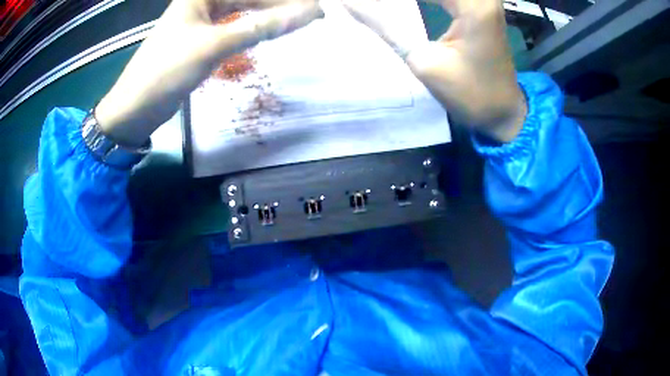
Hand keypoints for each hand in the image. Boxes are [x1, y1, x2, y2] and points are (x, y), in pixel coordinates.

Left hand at [97, 0, 322, 146]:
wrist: (135, 108)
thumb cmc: (166, 72)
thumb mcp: (214, 45)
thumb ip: (262, 27)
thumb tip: (309, 12)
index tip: (316, 7)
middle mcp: (202, 1)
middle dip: (279, 5)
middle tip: (313, 15)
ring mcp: (202, 19)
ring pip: (243, 10)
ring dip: (269, 15)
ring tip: (297, 22)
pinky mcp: (202, 38)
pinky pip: (235, 25)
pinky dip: (253, 28)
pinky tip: (270, 31)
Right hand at [343, 0, 525, 142]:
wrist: (503, 111)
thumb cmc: (470, 94)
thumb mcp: (423, 62)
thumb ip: (385, 26)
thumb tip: (347, 3)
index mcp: (473, 6)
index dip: (382, 0)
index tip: (352, 1)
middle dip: (395, 1)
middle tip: (364, 5)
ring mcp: (484, 0)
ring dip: (408, 0)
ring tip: (379, 8)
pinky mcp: (480, 5)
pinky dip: (429, 0)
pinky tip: (405, 6)